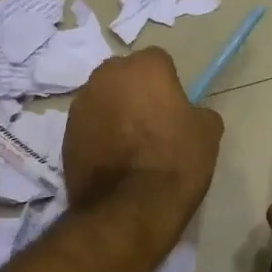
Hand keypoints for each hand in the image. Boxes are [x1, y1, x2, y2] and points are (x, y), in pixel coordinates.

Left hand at [64, 48, 222, 228]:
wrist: (130, 208)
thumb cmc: (175, 161)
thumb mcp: (207, 132)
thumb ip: (197, 111)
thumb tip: (188, 114)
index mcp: (143, 66)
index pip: (159, 62)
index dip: (168, 84)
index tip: (175, 109)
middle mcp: (106, 76)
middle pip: (124, 76)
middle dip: (135, 92)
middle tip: (151, 123)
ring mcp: (80, 105)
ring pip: (103, 100)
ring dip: (114, 114)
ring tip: (130, 146)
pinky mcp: (65, 135)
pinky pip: (89, 127)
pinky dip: (99, 137)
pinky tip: (114, 161)